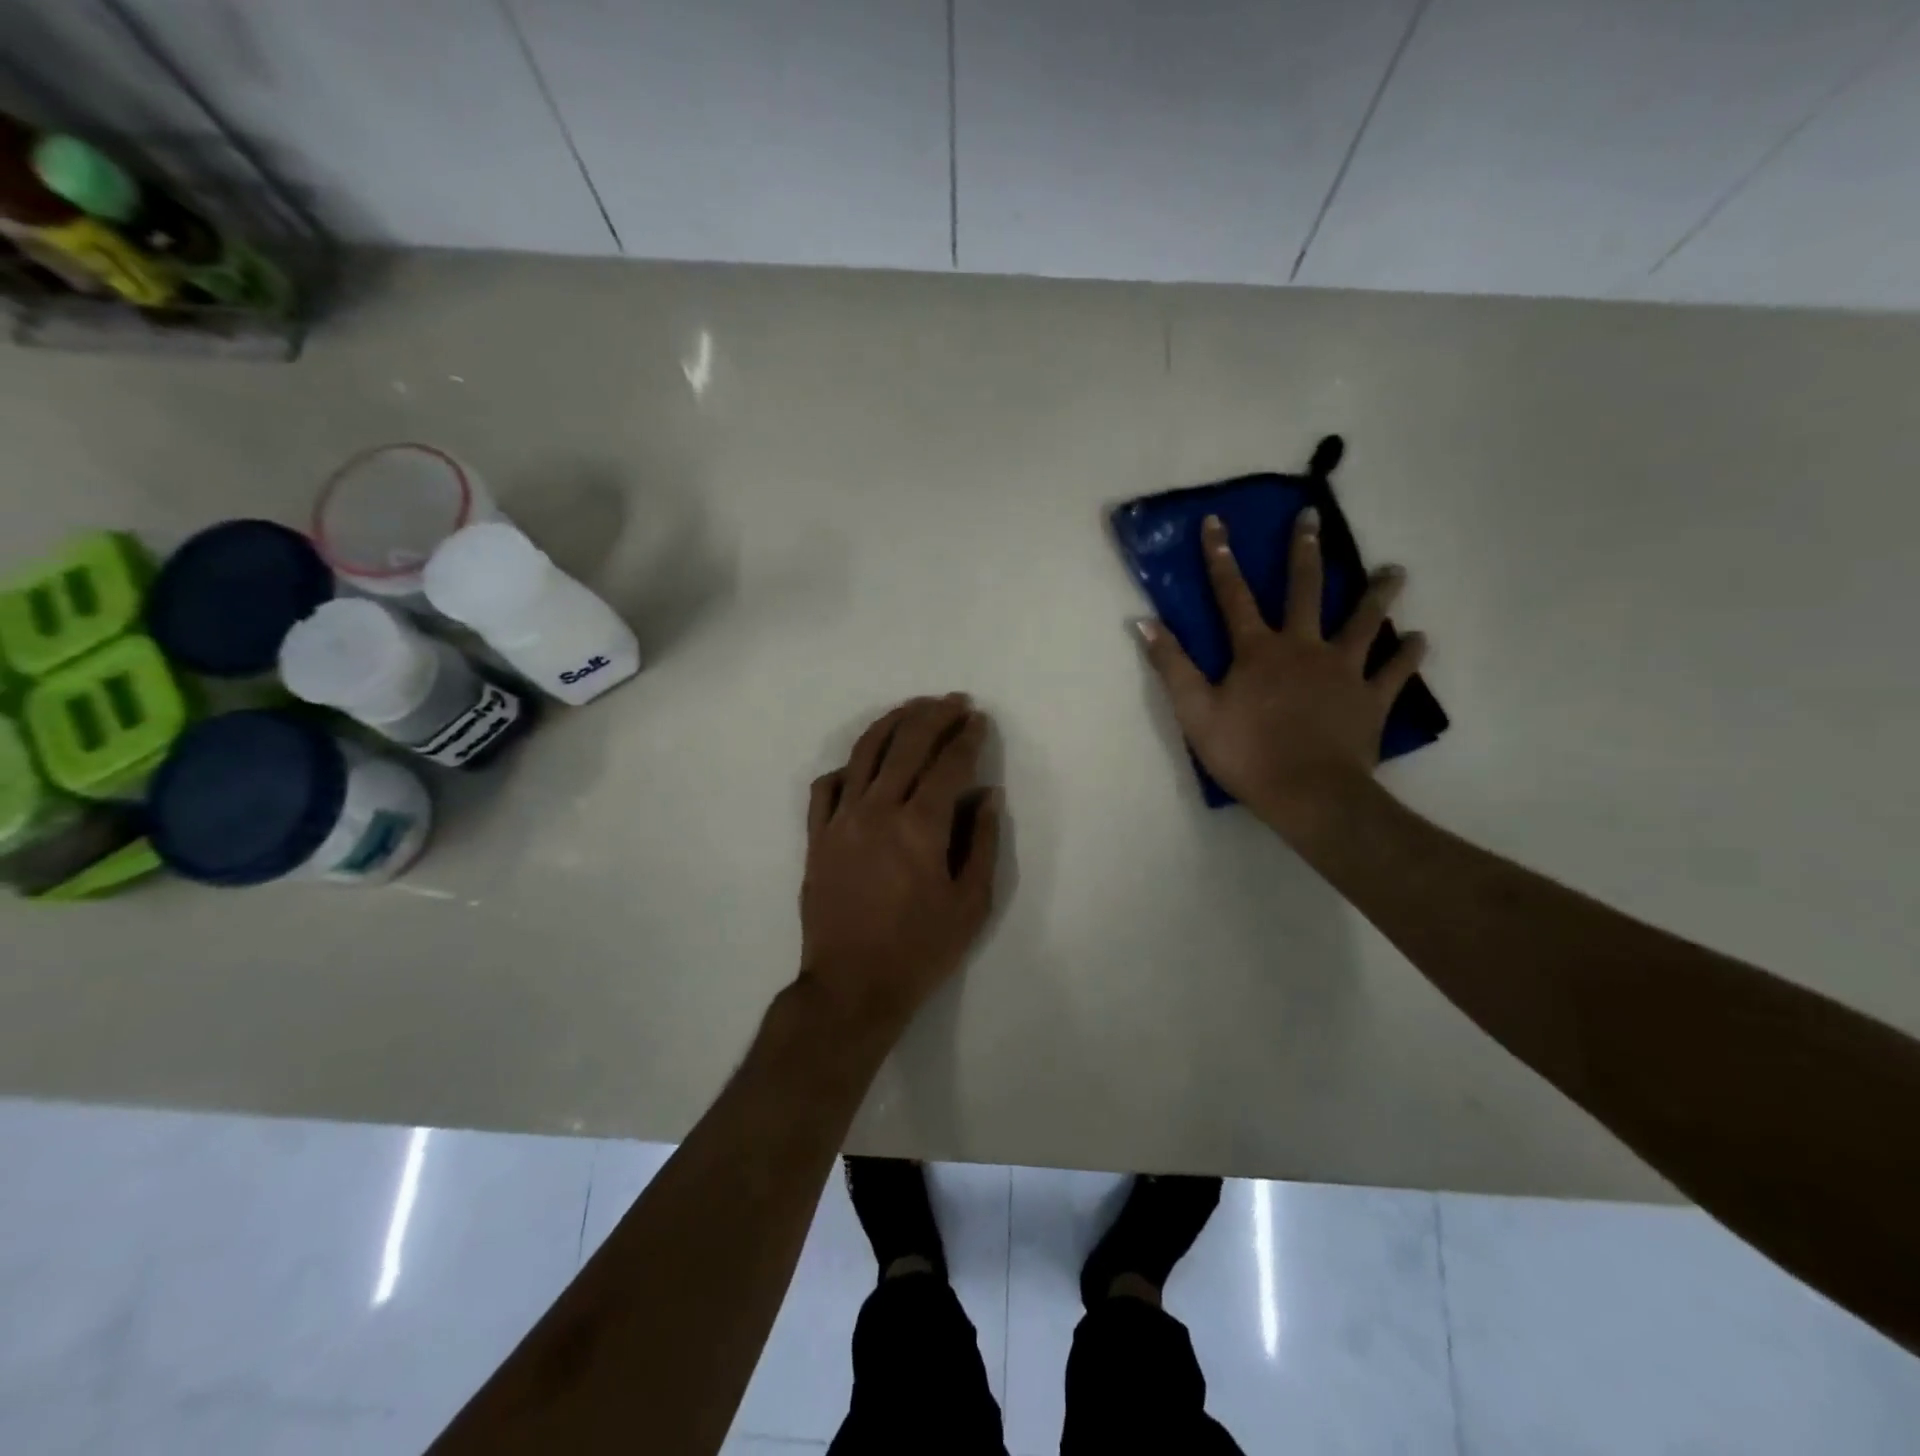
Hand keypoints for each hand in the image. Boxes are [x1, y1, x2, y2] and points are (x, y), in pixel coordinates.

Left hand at [798, 694, 1002, 1036]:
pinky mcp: (817, 837)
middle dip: (934, 716)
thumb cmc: (920, 950)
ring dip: (892, 724)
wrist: (851, 987)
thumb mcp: (971, 904)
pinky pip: (827, 787)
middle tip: (954, 701)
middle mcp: (878, 810)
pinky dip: (848, 766)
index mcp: (920, 826)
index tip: (979, 719)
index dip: (968, 738)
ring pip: (865, 754)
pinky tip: (863, 763)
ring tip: (913, 709)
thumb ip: (982, 843)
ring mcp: (841, 820)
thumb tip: (988, 796)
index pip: (949, 765)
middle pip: (907, 745)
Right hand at [1139, 510, 1426, 842]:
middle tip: (1313, 518)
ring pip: (1364, 621)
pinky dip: (1408, 653)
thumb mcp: (1194, 712)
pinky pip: (1395, 670)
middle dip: (1304, 552)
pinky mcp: (1372, 698)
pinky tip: (1418, 638)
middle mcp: (1303, 648)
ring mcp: (1344, 670)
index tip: (1217, 521)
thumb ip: (1172, 665)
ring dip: (1378, 593)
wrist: (1307, 793)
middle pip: (1305, 591)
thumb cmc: (1245, 753)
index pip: (1232, 595)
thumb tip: (1144, 622)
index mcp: (1258, 651)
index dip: (1221, 557)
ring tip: (1394, 570)